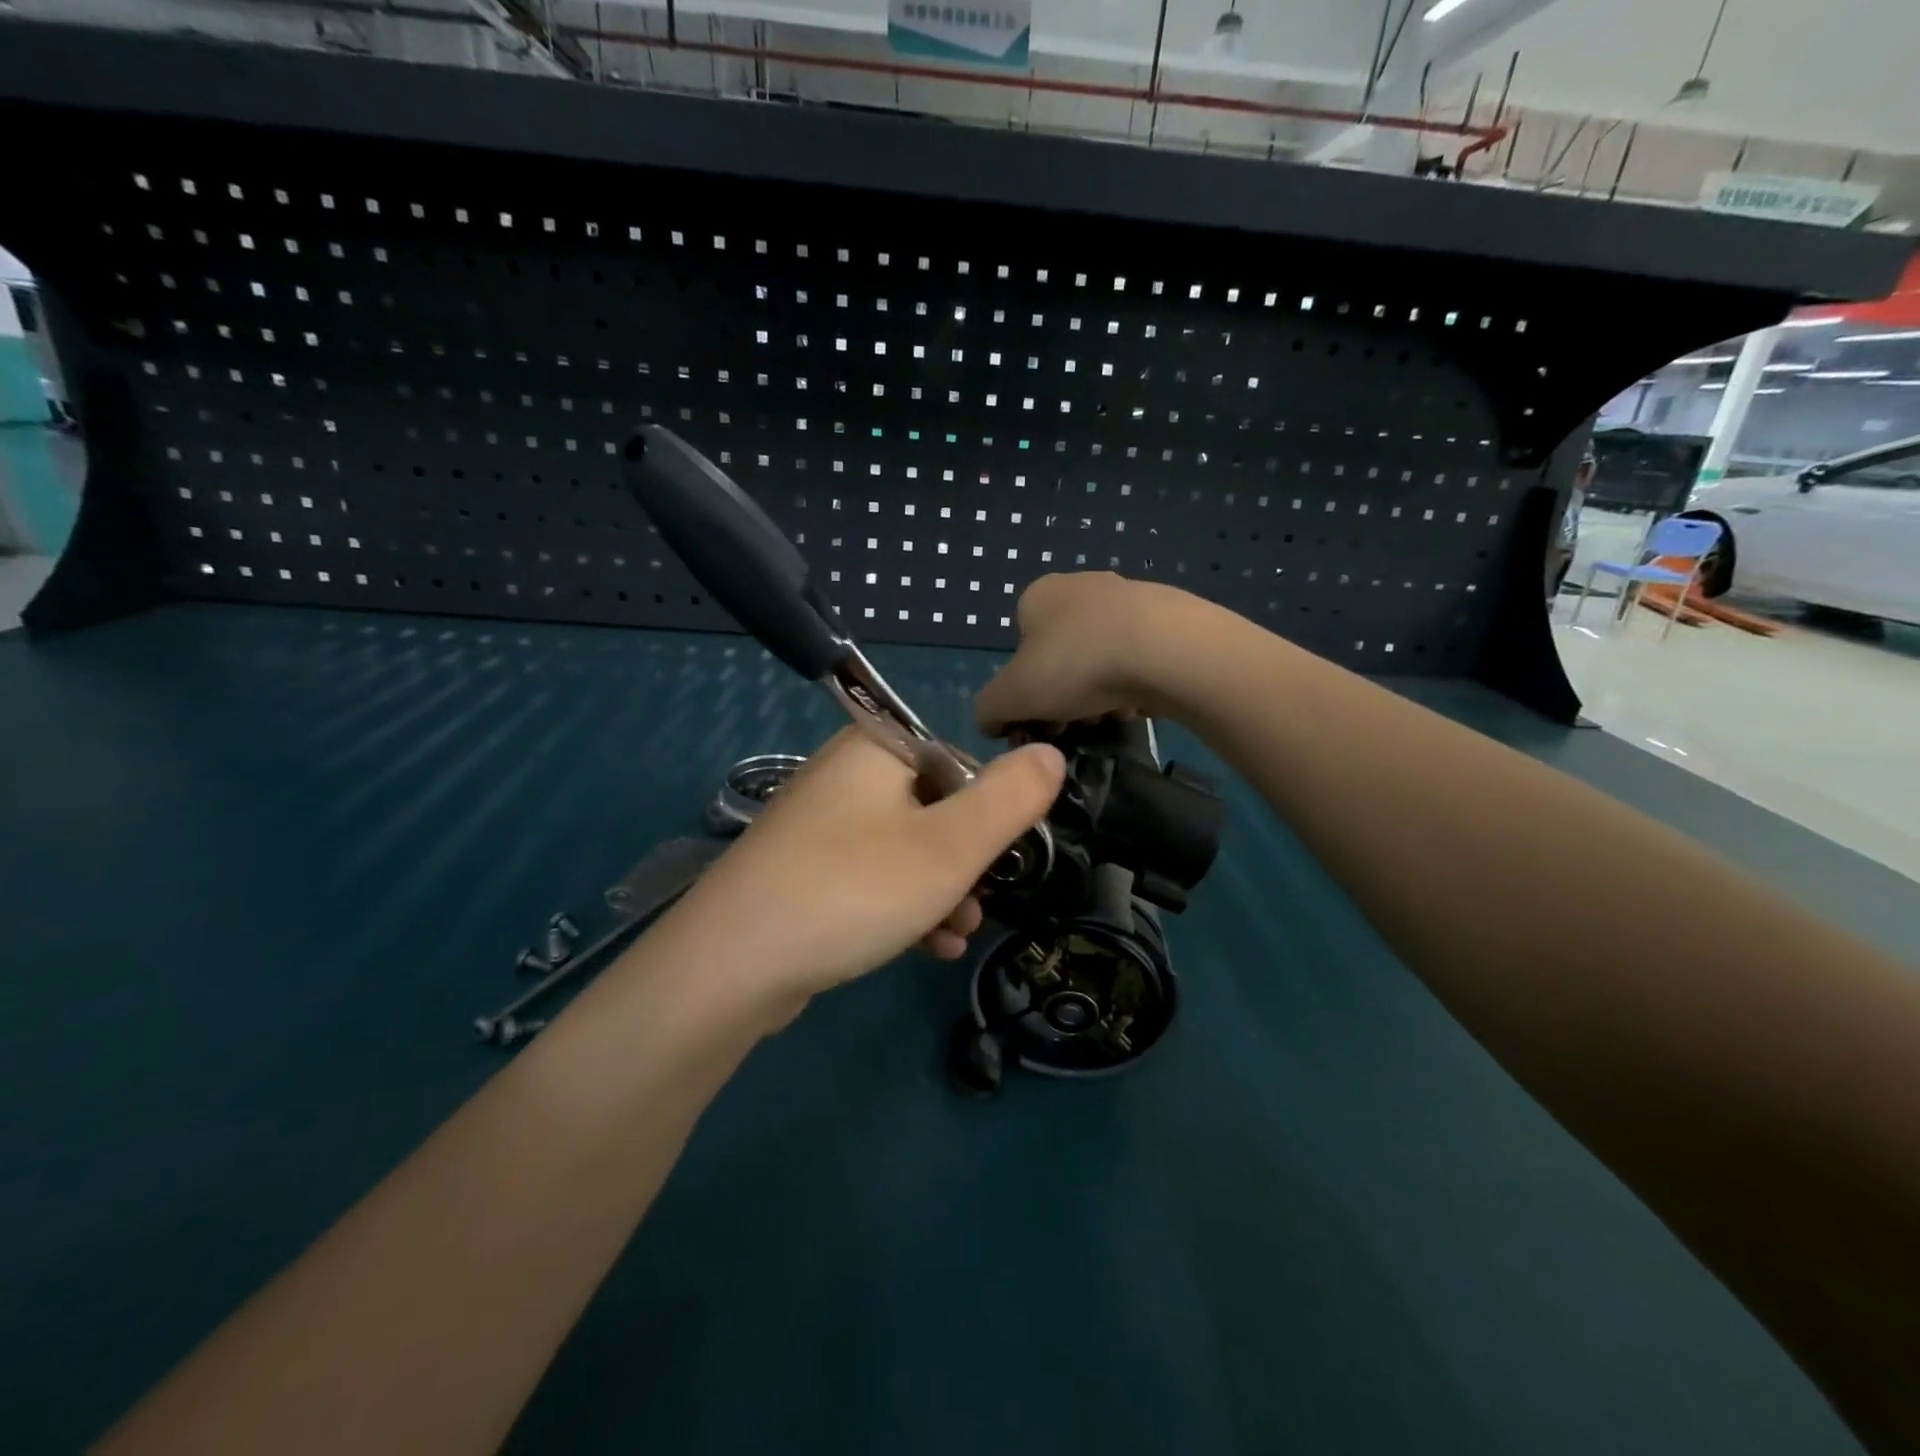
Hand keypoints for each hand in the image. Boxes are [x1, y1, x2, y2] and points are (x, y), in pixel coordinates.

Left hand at [654, 729, 1065, 1018]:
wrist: (730, 967)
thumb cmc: (855, 890)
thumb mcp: (951, 846)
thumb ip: (1012, 798)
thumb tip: (1051, 752)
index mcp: (876, 748)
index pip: (961, 764)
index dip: (991, 816)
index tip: (996, 864)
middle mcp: (844, 774)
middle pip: (935, 808)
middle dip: (965, 864)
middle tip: (973, 907)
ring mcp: (819, 823)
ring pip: (905, 849)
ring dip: (939, 892)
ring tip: (952, 936)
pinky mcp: (804, 870)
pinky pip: (870, 877)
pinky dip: (901, 906)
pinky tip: (922, 948)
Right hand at [975, 572, 1182, 735]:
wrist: (1166, 649)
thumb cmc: (1074, 666)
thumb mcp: (1009, 698)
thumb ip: (988, 711)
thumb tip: (992, 722)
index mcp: (1038, 595)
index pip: (1018, 650)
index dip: (1022, 693)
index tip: (1036, 723)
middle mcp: (1080, 587)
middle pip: (1058, 658)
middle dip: (1060, 700)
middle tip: (1070, 730)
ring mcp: (1128, 598)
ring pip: (1098, 662)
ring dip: (1095, 697)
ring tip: (1105, 722)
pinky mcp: (1167, 617)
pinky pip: (1136, 661)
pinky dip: (1131, 687)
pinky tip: (1136, 707)